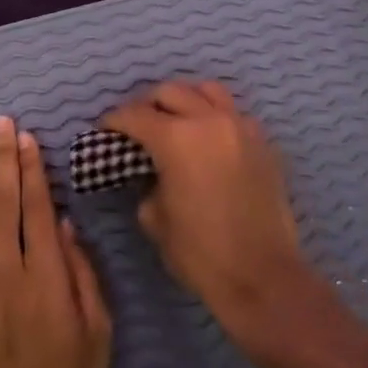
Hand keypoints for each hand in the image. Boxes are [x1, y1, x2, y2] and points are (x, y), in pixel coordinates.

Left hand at [0, 116, 111, 367]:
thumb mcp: (98, 332)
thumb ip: (82, 273)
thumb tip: (63, 224)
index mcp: (45, 276)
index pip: (35, 208)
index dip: (30, 169)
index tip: (26, 137)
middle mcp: (5, 273)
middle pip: (1, 204)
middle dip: (2, 160)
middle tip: (0, 124)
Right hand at [102, 81, 309, 347]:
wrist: (262, 276)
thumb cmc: (200, 252)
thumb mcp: (155, 219)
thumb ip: (147, 183)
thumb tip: (151, 173)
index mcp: (176, 138)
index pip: (135, 115)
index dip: (114, 121)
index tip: (104, 130)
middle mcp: (209, 120)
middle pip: (171, 91)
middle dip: (148, 104)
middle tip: (138, 126)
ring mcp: (241, 127)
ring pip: (207, 91)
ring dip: (185, 100)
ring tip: (176, 121)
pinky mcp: (263, 142)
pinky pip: (234, 114)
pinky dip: (215, 117)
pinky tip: (209, 140)